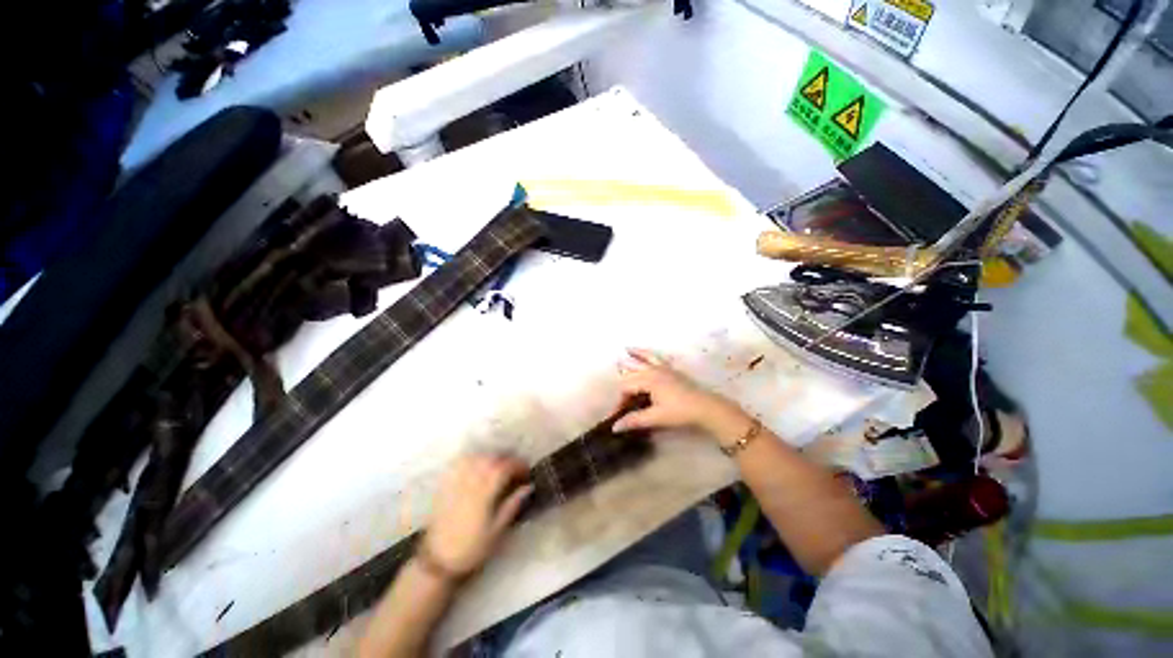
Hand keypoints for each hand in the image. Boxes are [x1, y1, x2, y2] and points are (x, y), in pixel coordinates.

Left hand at [422, 454, 532, 577]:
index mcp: (484, 493)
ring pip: (476, 457)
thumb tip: (528, 487)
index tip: (526, 470)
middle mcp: (470, 482)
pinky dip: (473, 458)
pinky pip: (460, 462)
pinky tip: (478, 464)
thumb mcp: (497, 531)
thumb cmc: (471, 549)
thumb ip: (512, 505)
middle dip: (506, 459)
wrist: (438, 561)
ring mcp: (456, 481)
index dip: (518, 465)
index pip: (504, 467)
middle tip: (515, 468)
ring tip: (498, 465)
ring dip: (490, 457)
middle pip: (491, 459)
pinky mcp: (445, 485)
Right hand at [613, 349, 750, 440]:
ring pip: (646, 357)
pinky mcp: (672, 370)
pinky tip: (650, 355)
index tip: (618, 415)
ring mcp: (664, 368)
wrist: (705, 407)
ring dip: (636, 354)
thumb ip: (634, 420)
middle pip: (633, 372)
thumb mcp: (655, 417)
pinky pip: (658, 357)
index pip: (626, 387)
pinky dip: (651, 354)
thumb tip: (615, 427)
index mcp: (647, 380)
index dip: (620, 401)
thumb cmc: (679, 412)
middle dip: (624, 382)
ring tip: (626, 348)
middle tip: (619, 396)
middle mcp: (653, 370)